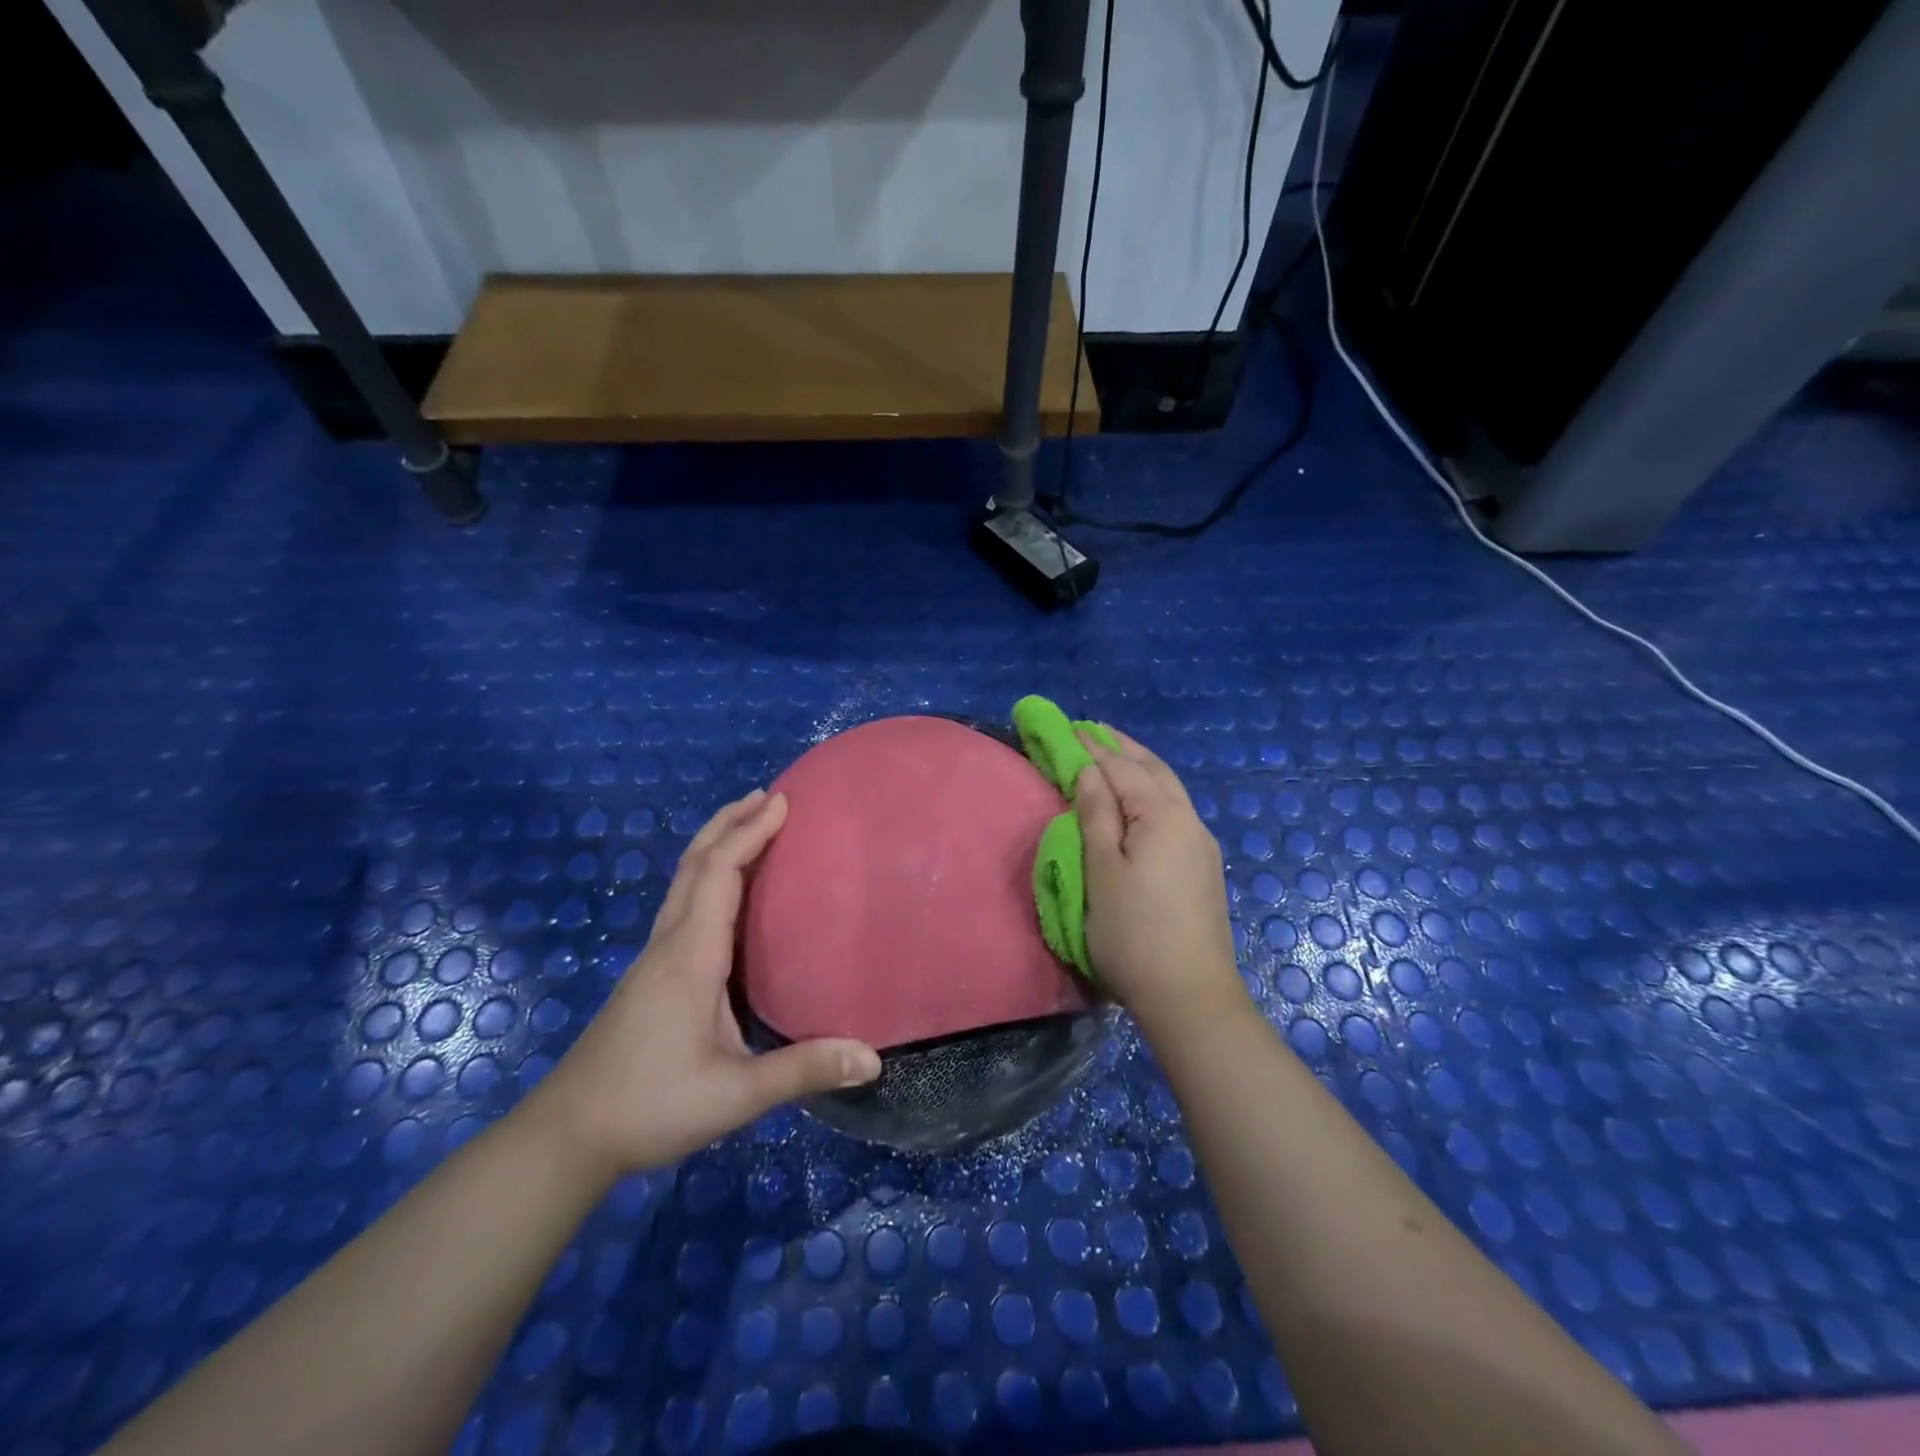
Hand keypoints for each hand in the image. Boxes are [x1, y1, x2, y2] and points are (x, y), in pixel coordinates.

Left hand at [534, 789, 881, 1178]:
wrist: (567, 1135)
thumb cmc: (651, 1106)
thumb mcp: (734, 1095)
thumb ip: (802, 1070)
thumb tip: (872, 1058)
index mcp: (691, 956)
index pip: (719, 874)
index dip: (749, 833)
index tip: (782, 803)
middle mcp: (669, 943)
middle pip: (694, 862)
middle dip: (730, 822)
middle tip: (768, 796)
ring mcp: (653, 957)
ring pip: (683, 880)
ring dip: (715, 844)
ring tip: (749, 825)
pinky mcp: (648, 974)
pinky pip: (681, 902)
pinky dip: (706, 873)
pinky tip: (724, 891)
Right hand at [1073, 730, 1245, 1040]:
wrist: (1189, 994)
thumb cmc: (1133, 931)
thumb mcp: (1102, 869)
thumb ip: (1096, 814)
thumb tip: (1090, 772)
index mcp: (1163, 815)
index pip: (1121, 768)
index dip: (1092, 748)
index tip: (1068, 728)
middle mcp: (1189, 820)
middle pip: (1153, 770)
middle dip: (1122, 748)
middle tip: (1092, 731)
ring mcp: (1200, 845)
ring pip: (1168, 790)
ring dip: (1140, 768)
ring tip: (1114, 756)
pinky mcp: (1202, 867)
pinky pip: (1174, 811)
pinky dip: (1152, 792)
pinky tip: (1141, 800)